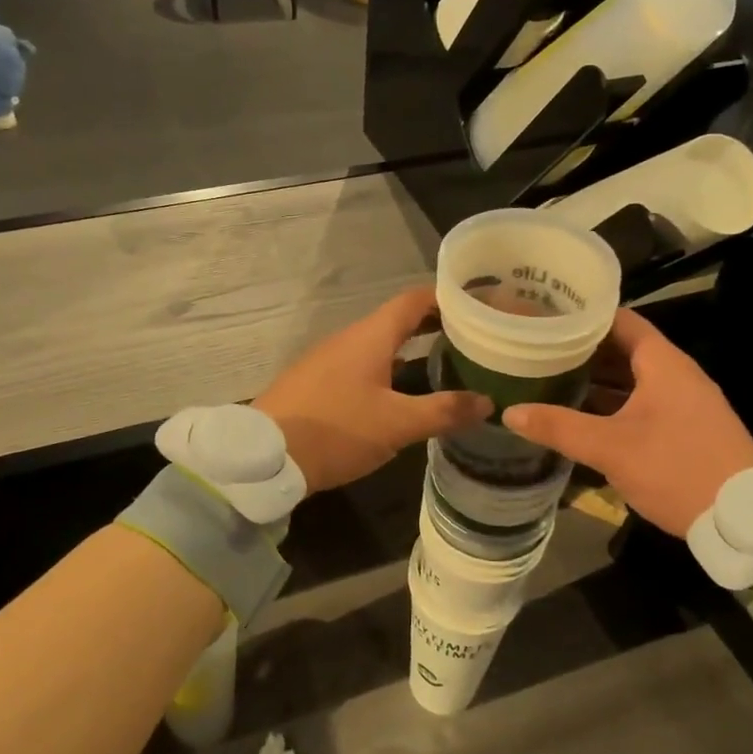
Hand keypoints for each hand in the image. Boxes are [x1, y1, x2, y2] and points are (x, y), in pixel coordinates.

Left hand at [255, 287, 491, 493]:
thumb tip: (488, 402)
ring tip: (446, 362)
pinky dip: (388, 368)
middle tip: (471, 337)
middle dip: (434, 325)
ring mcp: (328, 359)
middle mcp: (349, 338)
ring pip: (378, 344)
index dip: (447, 297)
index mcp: (371, 336)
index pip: (414, 299)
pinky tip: (400, 391)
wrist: (264, 456)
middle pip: (397, 320)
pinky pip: (361, 364)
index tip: (478, 304)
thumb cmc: (336, 430)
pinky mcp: (316, 381)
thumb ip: (443, 411)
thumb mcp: (397, 425)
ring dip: (411, 348)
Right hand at [502, 308, 752, 537]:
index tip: (545, 316)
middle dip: (581, 350)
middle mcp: (676, 374)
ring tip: (550, 378)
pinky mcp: (686, 428)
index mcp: (663, 363)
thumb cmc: (677, 468)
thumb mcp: (611, 448)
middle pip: (623, 349)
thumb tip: (509, 412)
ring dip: (596, 379)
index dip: (583, 315)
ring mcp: (684, 402)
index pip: (620, 320)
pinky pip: (642, 402)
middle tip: (538, 349)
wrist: (746, 520)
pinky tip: (582, 416)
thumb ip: (559, 427)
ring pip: (632, 379)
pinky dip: (612, 403)